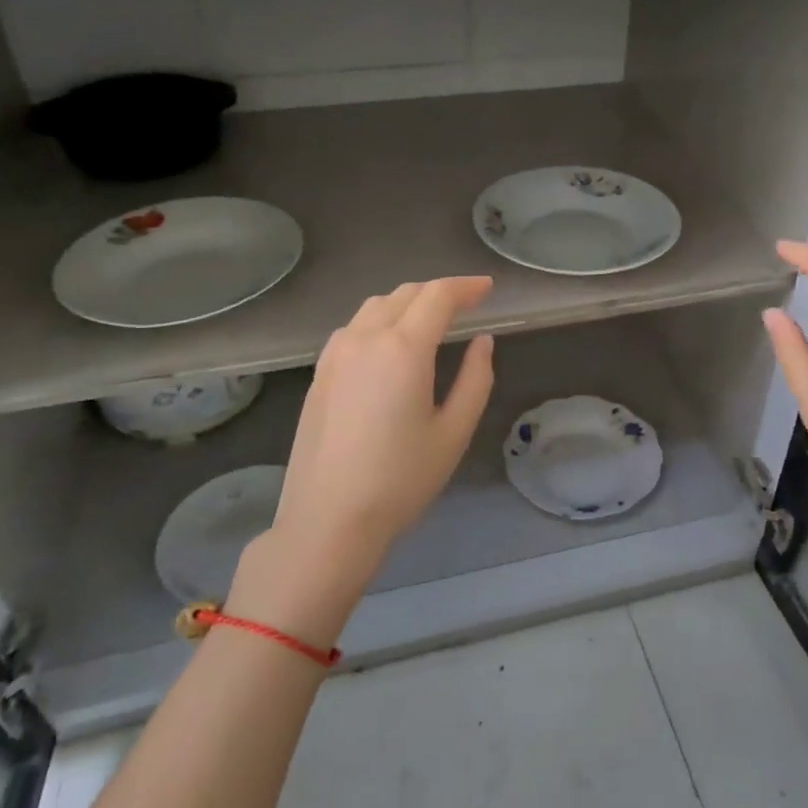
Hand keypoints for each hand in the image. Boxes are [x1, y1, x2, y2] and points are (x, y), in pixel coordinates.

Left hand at [267, 277, 496, 581]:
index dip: (466, 287)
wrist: (328, 520)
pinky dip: (380, 320)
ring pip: (375, 307)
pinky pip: (354, 328)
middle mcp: (364, 338)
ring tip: (431, 319)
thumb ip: (475, 379)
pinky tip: (391, 344)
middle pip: (405, 294)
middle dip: (439, 291)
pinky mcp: (319, 373)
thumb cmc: (401, 480)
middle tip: (467, 302)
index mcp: (403, 348)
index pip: (438, 296)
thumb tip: (483, 342)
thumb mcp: (454, 432)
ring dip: (407, 302)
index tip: (488, 289)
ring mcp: (335, 354)